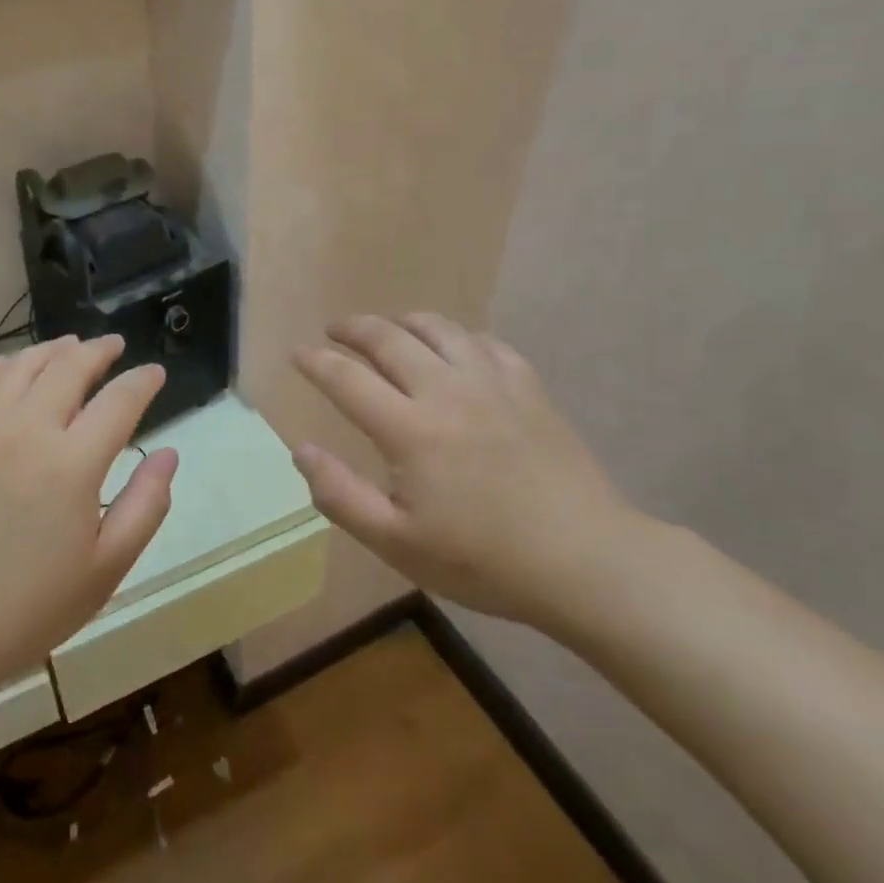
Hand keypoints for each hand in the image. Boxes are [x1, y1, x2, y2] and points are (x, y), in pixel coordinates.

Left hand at [0, 335, 177, 712]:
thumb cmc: (33, 605)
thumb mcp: (108, 566)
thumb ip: (146, 504)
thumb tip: (168, 454)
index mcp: (73, 462)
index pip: (119, 400)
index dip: (143, 381)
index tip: (156, 373)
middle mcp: (27, 430)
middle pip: (69, 367)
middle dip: (99, 351)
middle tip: (114, 347)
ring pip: (20, 367)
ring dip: (51, 350)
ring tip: (69, 347)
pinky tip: (10, 368)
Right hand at [292, 313, 644, 629]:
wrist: (586, 561)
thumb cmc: (483, 561)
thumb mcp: (397, 543)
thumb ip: (341, 496)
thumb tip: (302, 450)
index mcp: (410, 429)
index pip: (347, 379)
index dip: (315, 362)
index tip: (297, 354)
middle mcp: (446, 391)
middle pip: (389, 338)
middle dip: (354, 328)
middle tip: (334, 330)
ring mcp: (493, 384)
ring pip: (439, 329)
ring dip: (403, 321)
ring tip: (388, 328)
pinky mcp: (529, 388)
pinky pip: (485, 343)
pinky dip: (457, 336)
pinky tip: (454, 349)